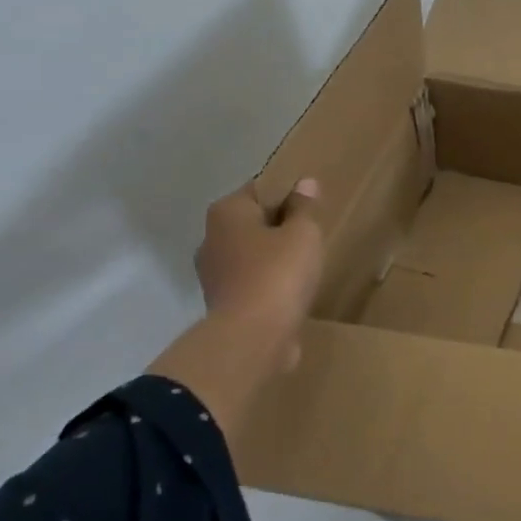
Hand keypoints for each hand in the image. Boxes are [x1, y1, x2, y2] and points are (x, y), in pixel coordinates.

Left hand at [148, 177, 323, 448]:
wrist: (253, 336)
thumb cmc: (278, 273)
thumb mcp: (303, 233)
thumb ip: (304, 207)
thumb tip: (304, 183)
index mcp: (226, 213)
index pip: (257, 190)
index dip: (285, 195)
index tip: (309, 208)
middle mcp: (211, 239)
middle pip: (251, 224)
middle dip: (277, 228)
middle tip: (310, 236)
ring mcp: (213, 274)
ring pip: (250, 255)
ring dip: (272, 259)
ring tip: (304, 265)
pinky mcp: (223, 304)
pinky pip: (250, 283)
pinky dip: (268, 284)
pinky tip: (291, 291)